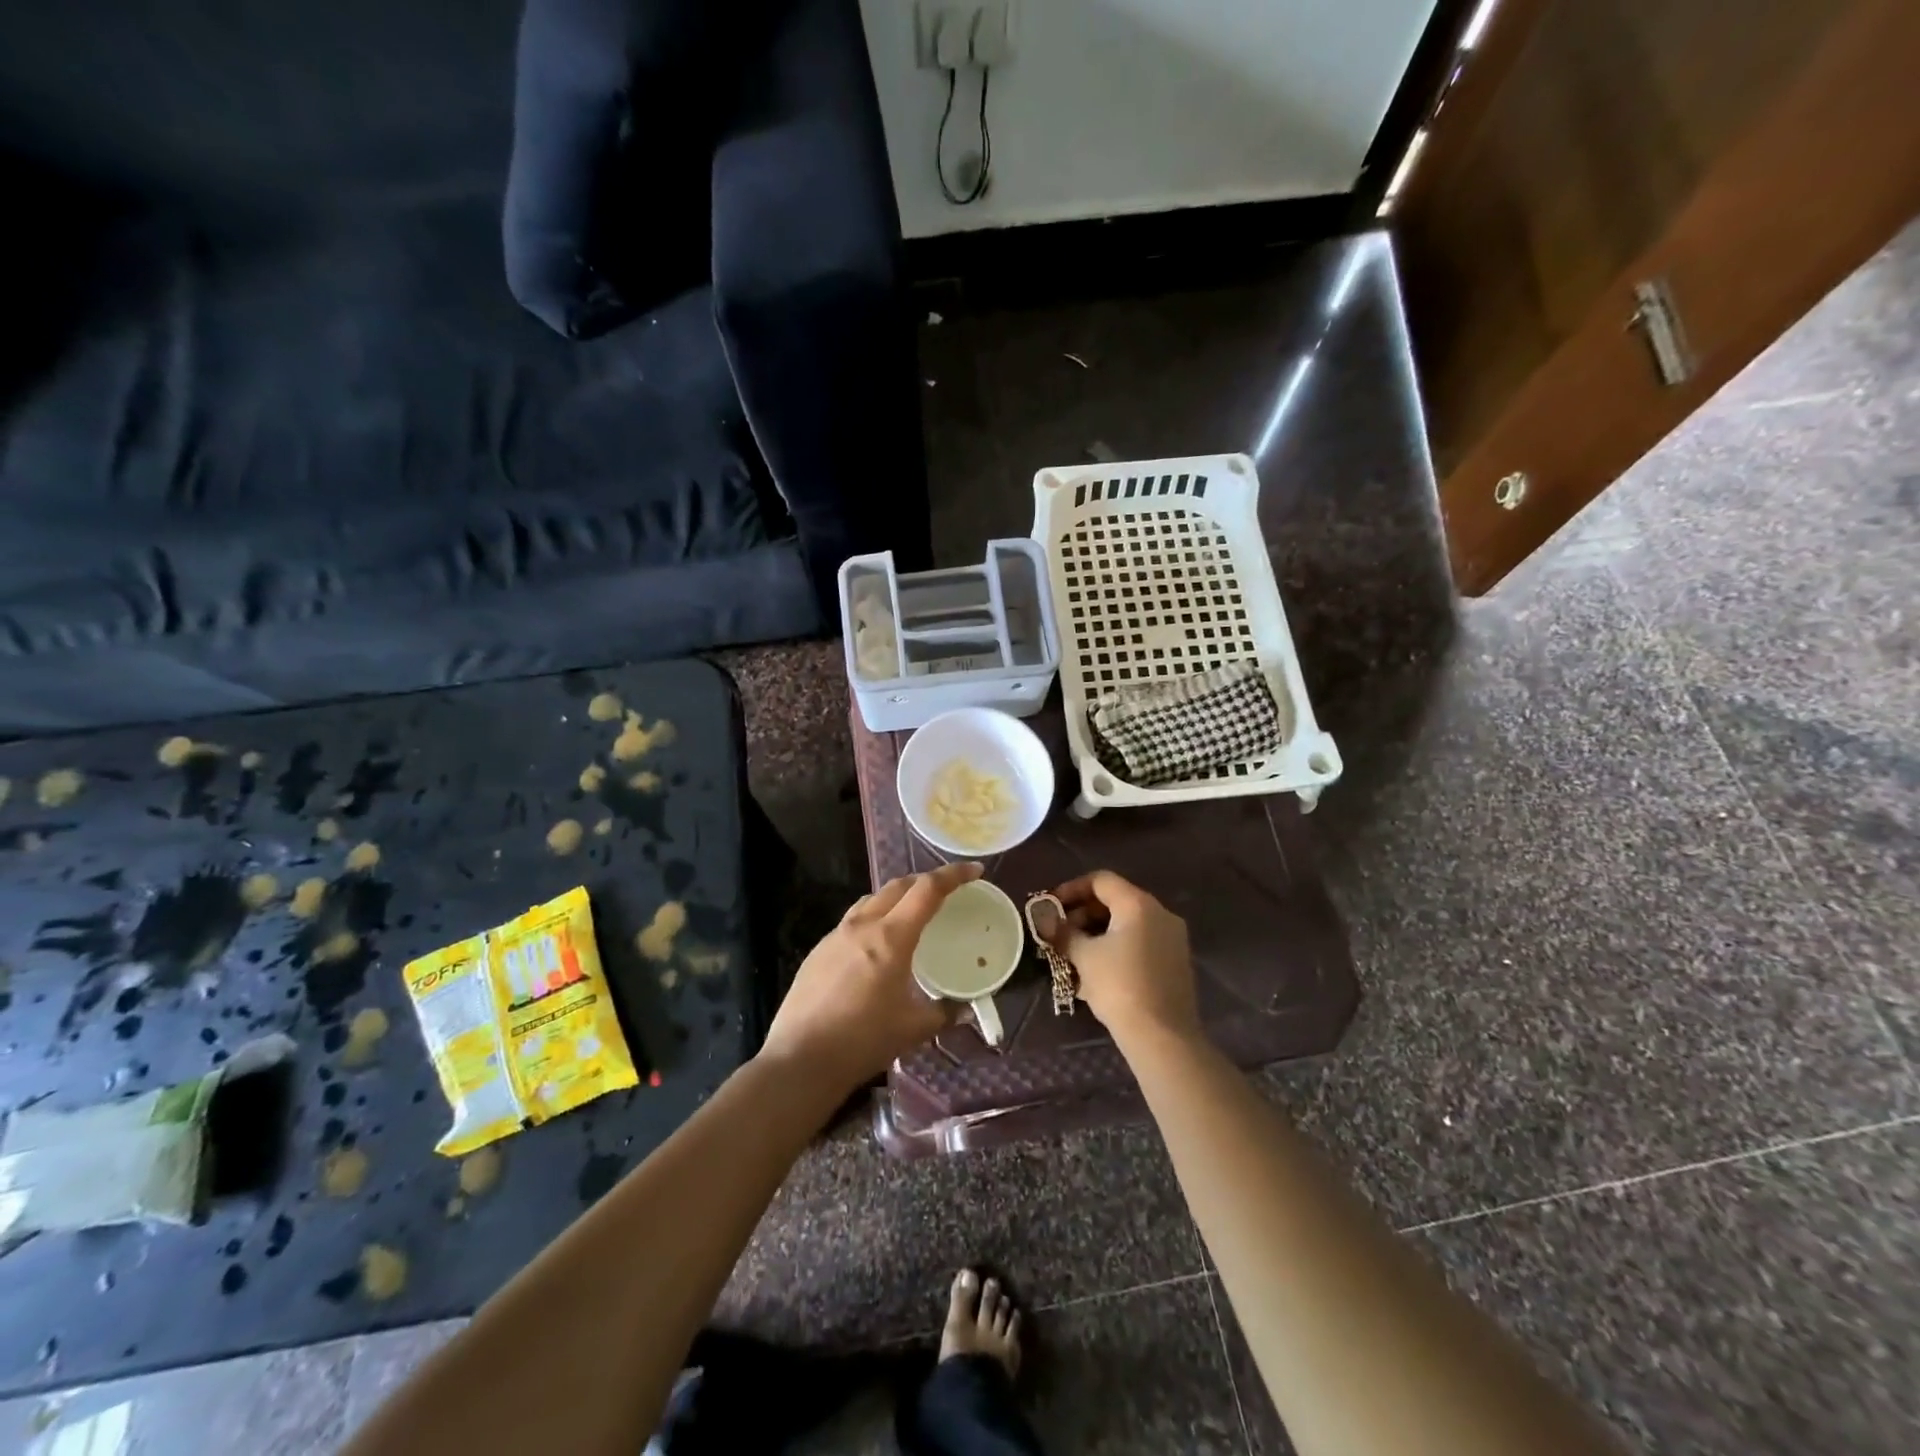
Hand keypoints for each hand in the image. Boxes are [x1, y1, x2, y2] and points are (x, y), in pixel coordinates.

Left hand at [759, 861, 981, 1089]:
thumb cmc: (863, 1041)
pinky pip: (851, 921)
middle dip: (924, 881)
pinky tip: (874, 947)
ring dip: (895, 897)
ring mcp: (835, 936)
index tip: (974, 871)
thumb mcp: (913, 1029)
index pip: (927, 890)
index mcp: (891, 937)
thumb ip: (943, 1013)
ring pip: (871, 900)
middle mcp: (862, 926)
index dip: (953, 875)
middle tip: (944, 891)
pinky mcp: (818, 951)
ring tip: (909, 914)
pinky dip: (872, 919)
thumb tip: (963, 1010)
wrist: (801, 1059)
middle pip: (897, 886)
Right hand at [1043, 870, 1198, 1046]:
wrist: (1163, 1037)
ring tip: (1073, 955)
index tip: (1051, 907)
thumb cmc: (1120, 987)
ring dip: (1097, 934)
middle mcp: (1160, 914)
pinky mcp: (1175, 963)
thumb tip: (1045, 921)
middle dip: (1083, 914)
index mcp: (1139, 904)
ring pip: (1127, 925)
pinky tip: (1096, 972)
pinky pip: (1139, 944)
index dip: (1071, 889)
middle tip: (1060, 933)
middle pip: (1115, 901)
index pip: (1101, 880)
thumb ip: (1063, 934)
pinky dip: (1116, 949)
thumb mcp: (1084, 957)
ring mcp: (1172, 939)